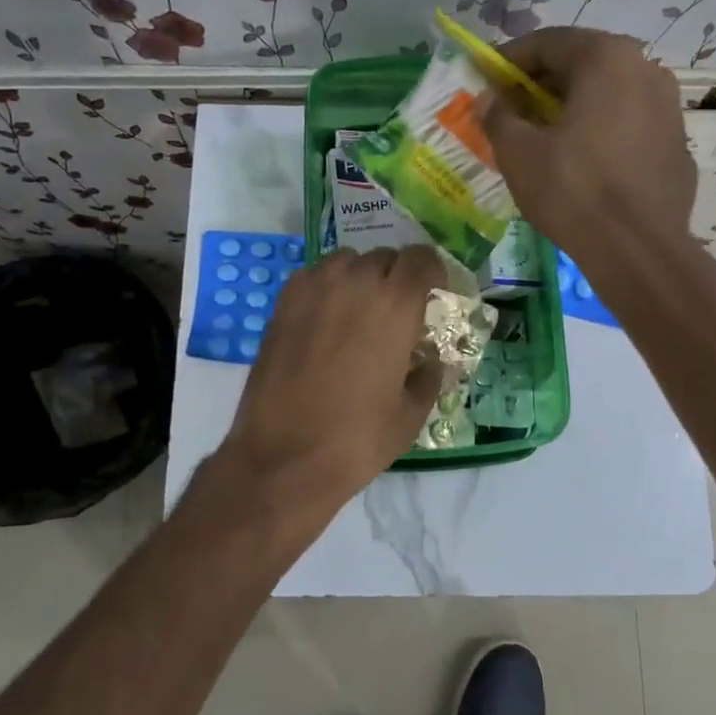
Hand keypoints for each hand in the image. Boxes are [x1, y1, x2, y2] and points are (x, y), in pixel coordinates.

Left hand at [217, 246, 444, 513]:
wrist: (283, 457)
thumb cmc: (357, 438)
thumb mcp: (411, 413)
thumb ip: (428, 375)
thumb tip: (429, 359)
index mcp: (395, 304)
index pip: (422, 258)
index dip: (432, 273)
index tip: (433, 295)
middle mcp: (354, 283)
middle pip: (385, 257)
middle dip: (397, 278)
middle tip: (397, 313)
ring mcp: (313, 289)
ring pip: (347, 261)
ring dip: (360, 278)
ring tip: (359, 313)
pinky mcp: (282, 304)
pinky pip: (314, 277)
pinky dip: (327, 288)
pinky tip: (326, 321)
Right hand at [481, 27, 696, 276]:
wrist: (638, 249)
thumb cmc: (573, 191)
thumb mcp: (519, 153)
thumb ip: (498, 117)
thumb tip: (488, 100)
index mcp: (606, 58)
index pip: (547, 42)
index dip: (508, 60)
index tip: (484, 79)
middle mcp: (645, 69)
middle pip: (581, 64)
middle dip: (540, 84)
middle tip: (509, 109)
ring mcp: (668, 106)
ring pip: (607, 94)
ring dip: (570, 107)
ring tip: (542, 136)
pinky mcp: (676, 143)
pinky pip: (627, 123)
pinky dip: (598, 130)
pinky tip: (580, 161)